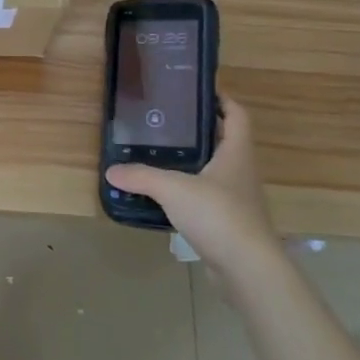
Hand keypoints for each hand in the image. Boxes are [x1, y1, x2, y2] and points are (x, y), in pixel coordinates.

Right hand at [107, 97, 277, 274]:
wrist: (248, 270)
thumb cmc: (218, 215)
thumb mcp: (173, 188)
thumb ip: (142, 177)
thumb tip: (112, 170)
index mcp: (236, 153)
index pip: (237, 115)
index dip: (222, 99)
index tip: (199, 90)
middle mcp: (241, 171)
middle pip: (224, 141)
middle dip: (199, 130)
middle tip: (167, 121)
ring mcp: (237, 199)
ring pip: (214, 170)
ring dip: (192, 162)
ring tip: (159, 154)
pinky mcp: (229, 223)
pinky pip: (207, 198)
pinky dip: (188, 192)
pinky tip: (165, 195)